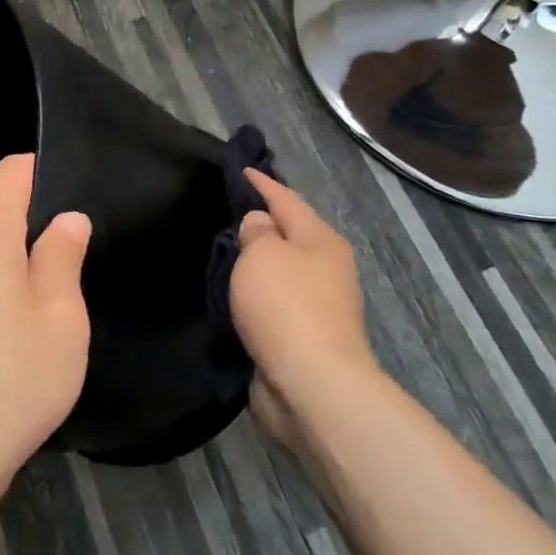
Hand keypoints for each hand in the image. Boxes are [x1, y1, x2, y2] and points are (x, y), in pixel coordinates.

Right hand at [230, 170, 376, 448]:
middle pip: (291, 234)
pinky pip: (277, 301)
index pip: (286, 199)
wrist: (313, 385)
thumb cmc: (286, 306)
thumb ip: (256, 231)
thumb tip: (260, 225)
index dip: (262, 183)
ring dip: (260, 260)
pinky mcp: (306, 336)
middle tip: (230, 210)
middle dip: (264, 222)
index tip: (241, 169)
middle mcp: (326, 267)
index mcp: (320, 239)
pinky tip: (238, 293)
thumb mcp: (263, 254)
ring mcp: (320, 304)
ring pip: (284, 270)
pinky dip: (258, 292)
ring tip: (228, 251)